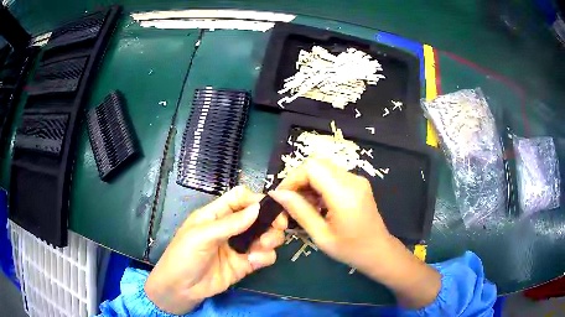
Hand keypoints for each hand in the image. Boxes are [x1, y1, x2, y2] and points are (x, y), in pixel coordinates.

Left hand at [145, 186, 286, 313]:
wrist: (181, 288)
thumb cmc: (184, 256)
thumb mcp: (201, 235)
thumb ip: (230, 223)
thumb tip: (257, 208)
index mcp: (217, 214)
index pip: (240, 198)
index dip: (255, 199)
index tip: (270, 207)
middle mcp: (231, 228)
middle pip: (258, 216)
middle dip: (271, 220)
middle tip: (278, 227)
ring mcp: (239, 246)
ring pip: (265, 235)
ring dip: (271, 239)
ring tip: (263, 246)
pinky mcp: (246, 264)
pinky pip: (264, 256)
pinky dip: (265, 257)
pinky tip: (254, 261)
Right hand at [269, 159, 439, 308]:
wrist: (378, 251)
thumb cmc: (350, 249)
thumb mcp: (321, 235)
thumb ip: (299, 211)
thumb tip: (277, 194)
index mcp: (344, 194)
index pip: (312, 167)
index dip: (292, 178)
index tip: (281, 196)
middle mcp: (352, 180)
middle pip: (317, 164)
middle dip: (298, 180)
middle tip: (289, 202)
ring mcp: (357, 179)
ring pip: (323, 169)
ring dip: (308, 183)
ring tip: (303, 206)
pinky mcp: (357, 183)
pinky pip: (332, 176)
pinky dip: (319, 186)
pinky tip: (316, 204)